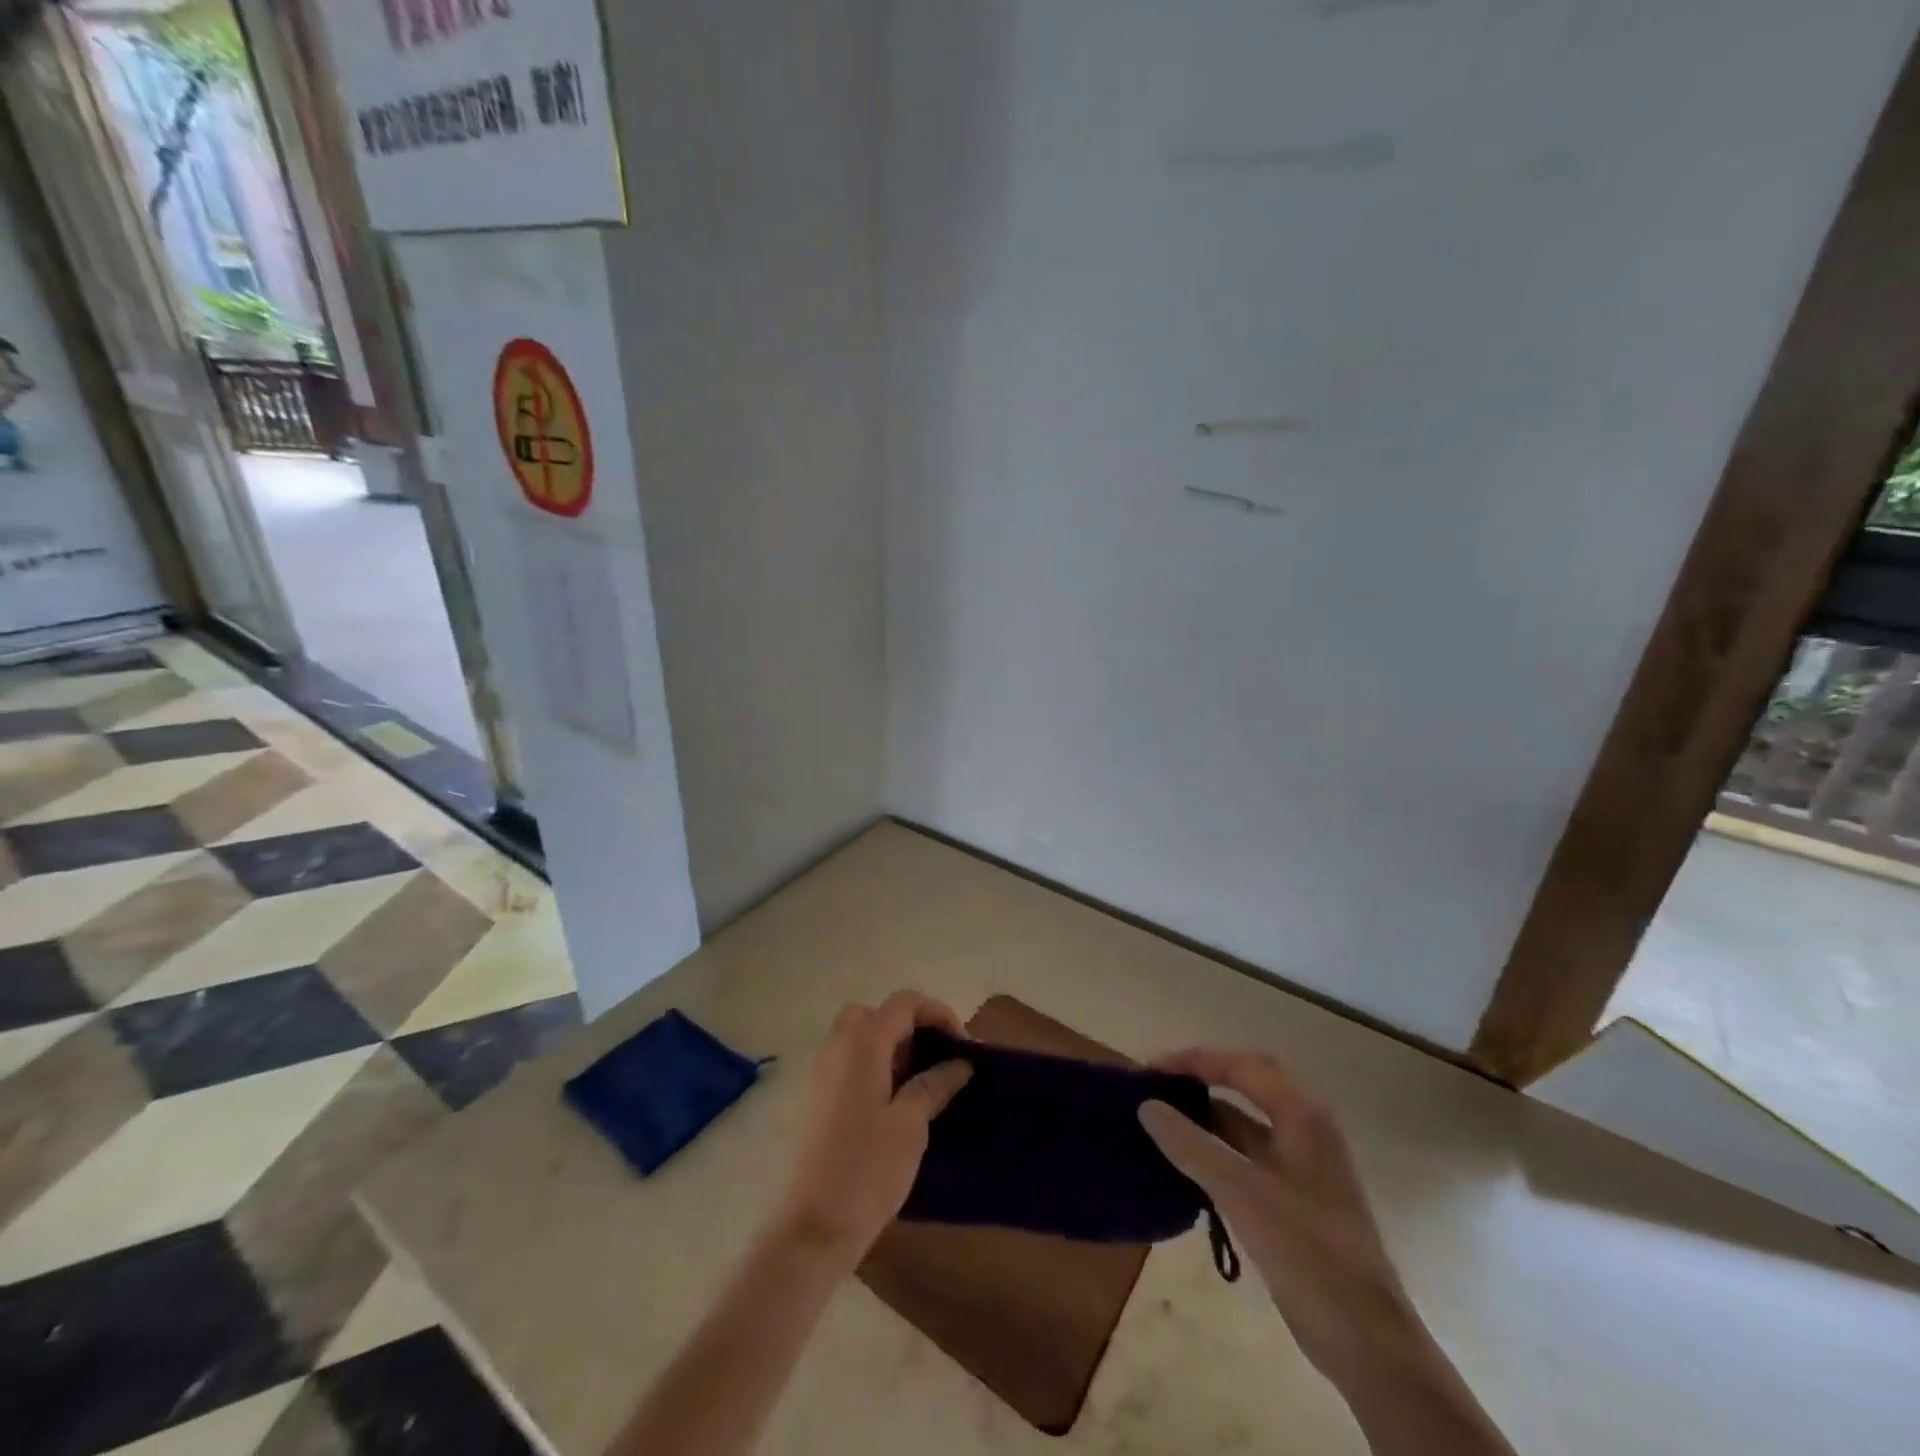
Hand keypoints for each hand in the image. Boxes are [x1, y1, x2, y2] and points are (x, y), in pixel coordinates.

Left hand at [773, 991, 972, 1271]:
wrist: (812, 1227)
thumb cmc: (866, 1169)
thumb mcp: (911, 1124)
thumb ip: (935, 1084)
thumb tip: (960, 1062)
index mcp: (862, 1043)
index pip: (904, 1003)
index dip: (938, 1014)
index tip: (964, 1045)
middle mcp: (838, 1046)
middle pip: (879, 1014)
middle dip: (913, 1027)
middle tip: (939, 1058)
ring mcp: (824, 1071)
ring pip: (863, 1036)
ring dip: (895, 1047)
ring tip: (924, 1082)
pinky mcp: (819, 1097)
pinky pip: (852, 1060)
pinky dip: (878, 1065)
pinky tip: (899, 1101)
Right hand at [1139, 1050, 1414, 1384]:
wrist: (1369, 1344)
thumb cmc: (1309, 1254)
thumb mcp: (1242, 1193)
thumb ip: (1191, 1146)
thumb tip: (1147, 1106)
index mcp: (1301, 1116)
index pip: (1240, 1066)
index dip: (1193, 1062)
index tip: (1150, 1072)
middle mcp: (1304, 1129)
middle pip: (1245, 1085)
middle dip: (1200, 1080)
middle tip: (1156, 1088)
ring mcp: (1301, 1166)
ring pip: (1245, 1123)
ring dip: (1205, 1118)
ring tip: (1160, 1122)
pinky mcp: (1294, 1199)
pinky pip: (1247, 1156)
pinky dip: (1215, 1151)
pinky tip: (1184, 1166)